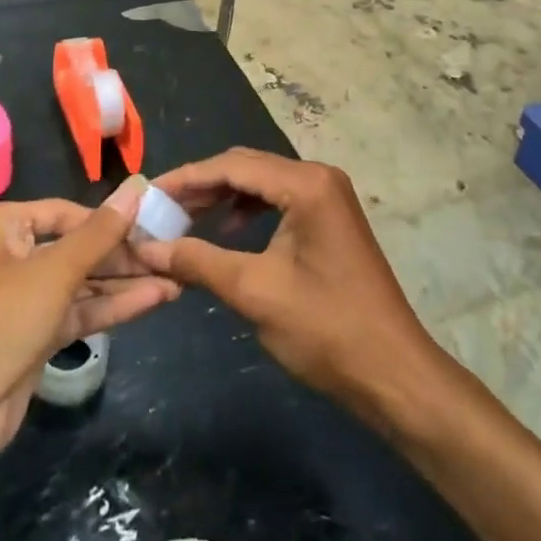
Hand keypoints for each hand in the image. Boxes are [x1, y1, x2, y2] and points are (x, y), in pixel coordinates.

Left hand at [0, 181, 178, 472]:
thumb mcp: (52, 272)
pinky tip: (153, 301)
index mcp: (4, 226)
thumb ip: (99, 233)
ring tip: (175, 279)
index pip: (68, 213)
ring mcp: (22, 301)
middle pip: (77, 248)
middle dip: (123, 254)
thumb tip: (137, 186)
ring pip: (81, 284)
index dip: (110, 220)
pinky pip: (77, 314)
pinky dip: (111, 309)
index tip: (155, 225)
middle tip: (172, 255)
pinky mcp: (32, 340)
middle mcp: (12, 257)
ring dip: (124, 283)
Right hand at [131, 148, 438, 424]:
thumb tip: (146, 248)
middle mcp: (319, 177)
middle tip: (161, 208)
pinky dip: (248, 210)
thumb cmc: (326, 330)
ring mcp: (329, 196)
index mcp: (306, 183)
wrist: (394, 374)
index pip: (233, 166)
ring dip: (223, 197)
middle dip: (202, 186)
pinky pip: (279, 200)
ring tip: (186, 219)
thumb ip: (198, 261)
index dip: (186, 178)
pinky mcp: (331, 218)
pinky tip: (229, 231)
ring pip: (262, 183)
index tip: (148, 193)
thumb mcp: (255, 292)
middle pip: (247, 167)